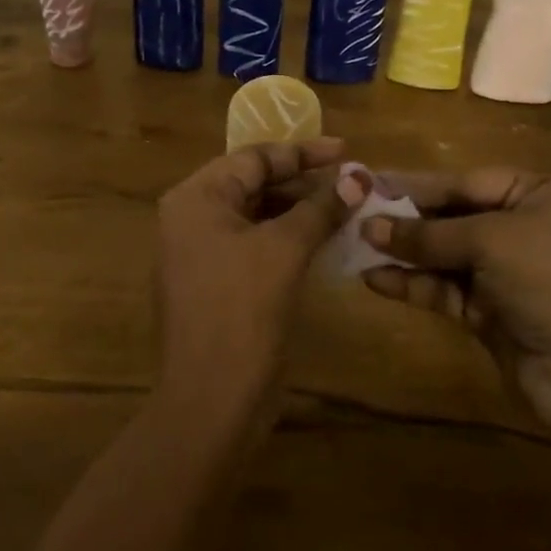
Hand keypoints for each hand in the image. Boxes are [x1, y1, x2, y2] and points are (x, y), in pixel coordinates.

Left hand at [154, 138, 360, 415]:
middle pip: (254, 184)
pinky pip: (256, 245)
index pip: (253, 158)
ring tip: (348, 208)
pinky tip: (325, 240)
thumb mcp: (285, 250)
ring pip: (258, 216)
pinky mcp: (217, 282)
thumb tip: (358, 177)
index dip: (302, 152)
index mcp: (196, 198)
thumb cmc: (242, 311)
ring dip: (301, 211)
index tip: (346, 151)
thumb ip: (320, 208)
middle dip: (304, 183)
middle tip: (352, 182)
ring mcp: (201, 253)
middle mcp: (192, 218)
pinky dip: (289, 239)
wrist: (212, 399)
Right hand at [360, 170, 550, 438]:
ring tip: (356, 247)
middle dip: (406, 220)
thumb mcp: (490, 242)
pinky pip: (445, 289)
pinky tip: (375, 279)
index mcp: (538, 194)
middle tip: (354, 215)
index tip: (369, 183)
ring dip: (404, 253)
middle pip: (453, 216)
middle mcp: (524, 227)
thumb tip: (371, 226)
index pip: (466, 181)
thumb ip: (428, 233)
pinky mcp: (492, 312)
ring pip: (445, 255)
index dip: (416, 185)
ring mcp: (508, 273)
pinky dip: (413, 284)